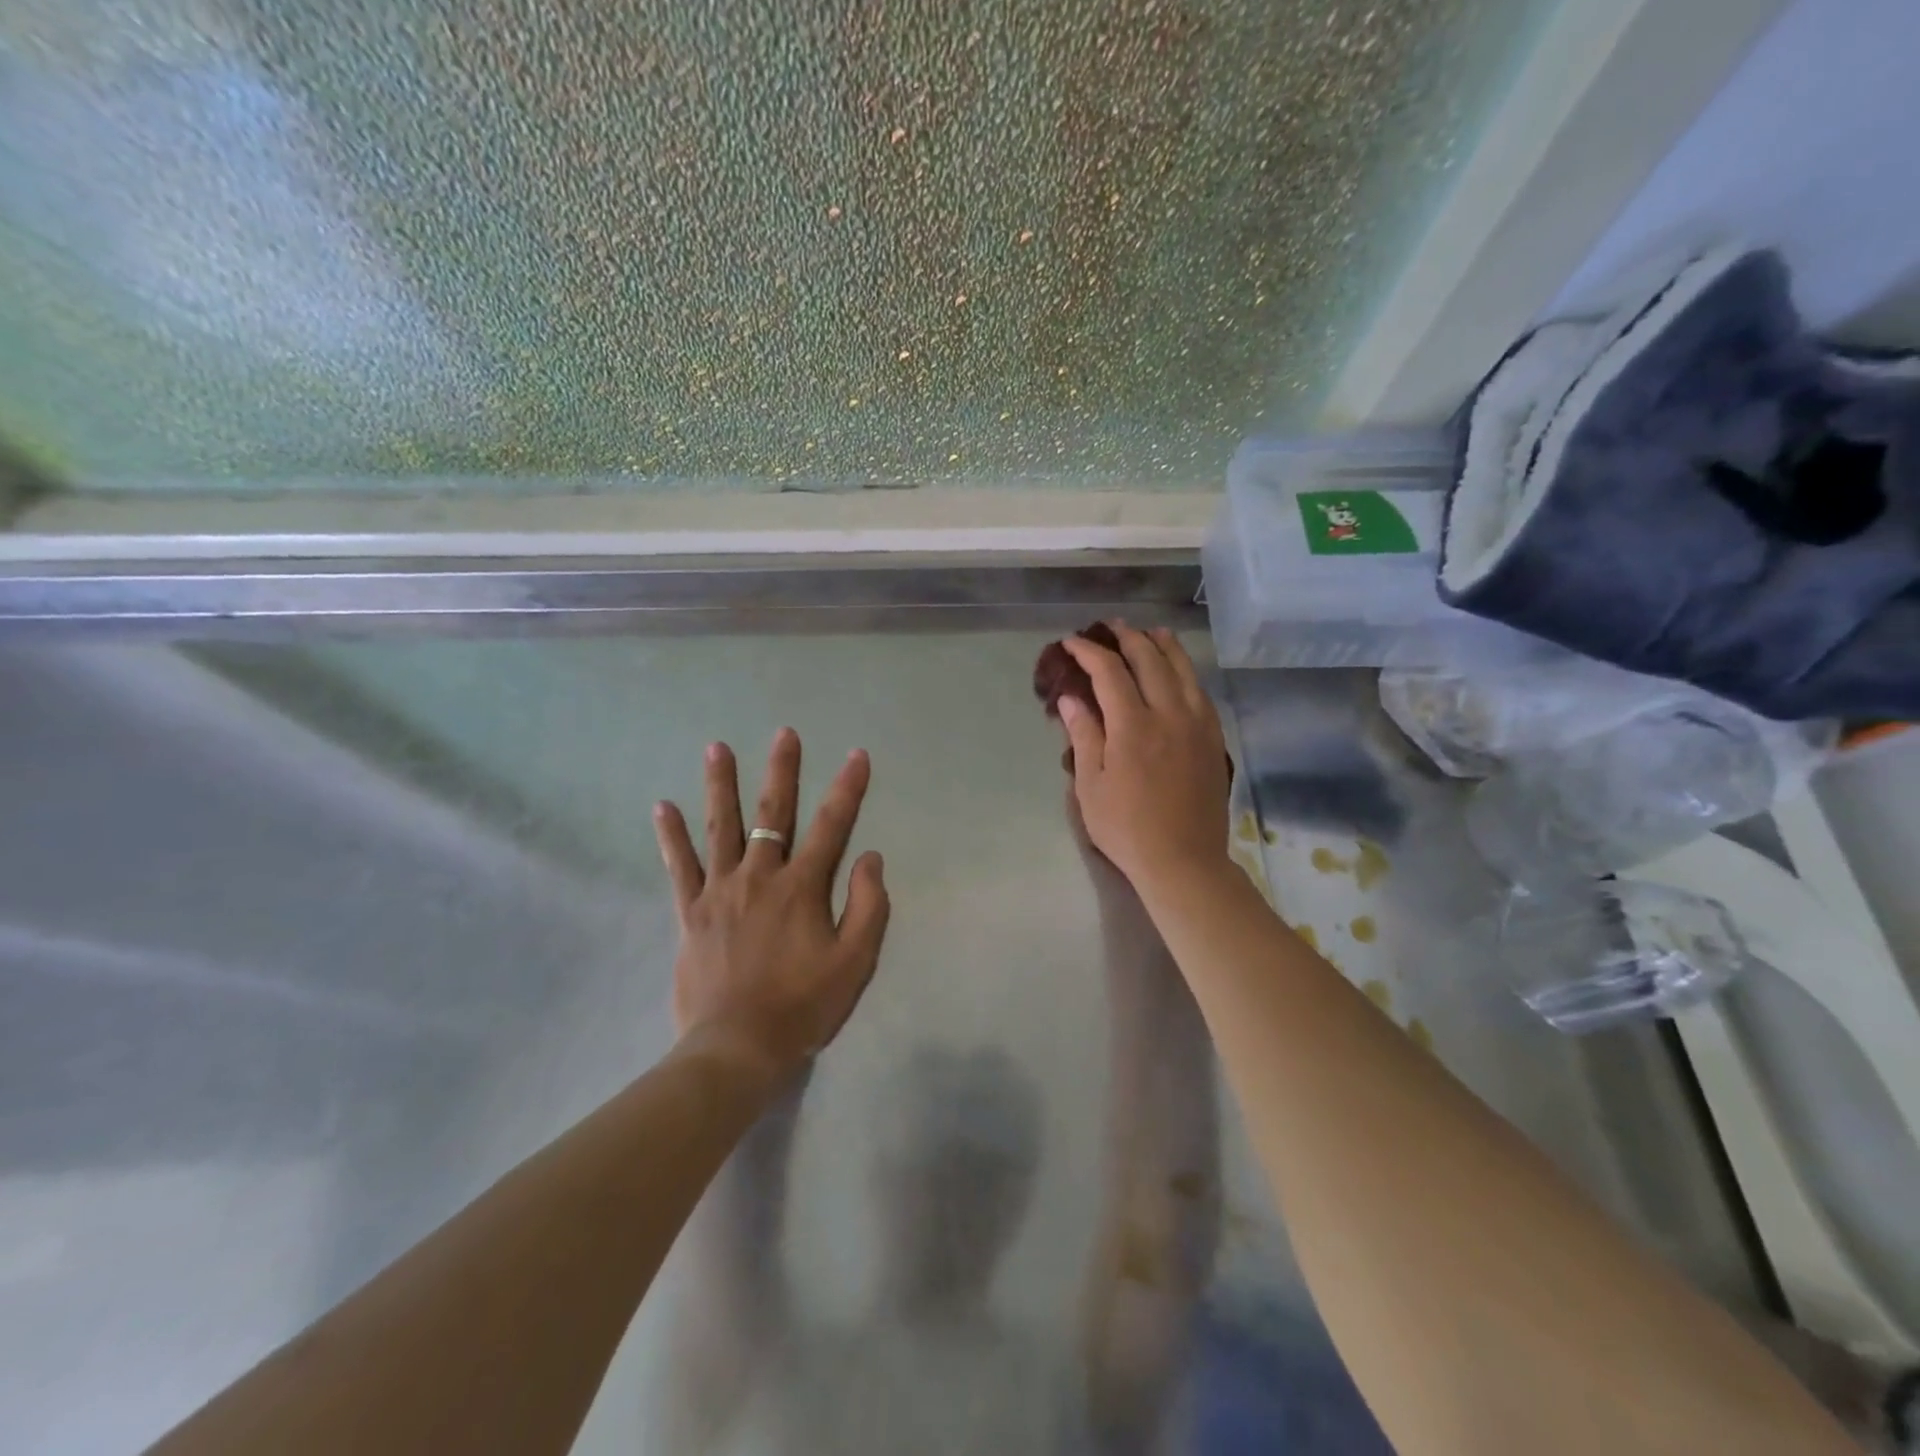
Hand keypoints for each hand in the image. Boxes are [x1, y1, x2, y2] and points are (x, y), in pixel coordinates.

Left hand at [654, 728, 890, 1087]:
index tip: (857, 755)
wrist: (737, 1048)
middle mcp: (760, 877)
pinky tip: (661, 807)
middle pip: (772, 814)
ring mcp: (720, 892)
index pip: (832, 826)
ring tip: (717, 747)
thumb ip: (869, 906)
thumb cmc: (803, 1005)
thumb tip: (870, 857)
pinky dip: (671, 836)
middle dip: (782, 771)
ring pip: (720, 827)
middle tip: (784, 733)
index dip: (848, 788)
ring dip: (720, 785)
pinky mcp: (690, 913)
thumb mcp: (855, 962)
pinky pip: (679, 867)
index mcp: (803, 888)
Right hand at [1057, 625, 1230, 895]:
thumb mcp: (1091, 786)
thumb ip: (1083, 736)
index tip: (1071, 643)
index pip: (1109, 672)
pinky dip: (1187, 671)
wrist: (1184, 861)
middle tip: (1110, 627)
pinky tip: (1180, 671)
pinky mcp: (1214, 738)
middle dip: (1127, 638)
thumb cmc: (1126, 828)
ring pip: (1183, 670)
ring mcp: (1197, 725)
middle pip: (1150, 660)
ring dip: (1164, 645)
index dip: (1088, 652)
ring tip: (1152, 632)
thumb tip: (1071, 698)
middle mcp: (1169, 714)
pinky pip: (1201, 691)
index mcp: (1133, 726)